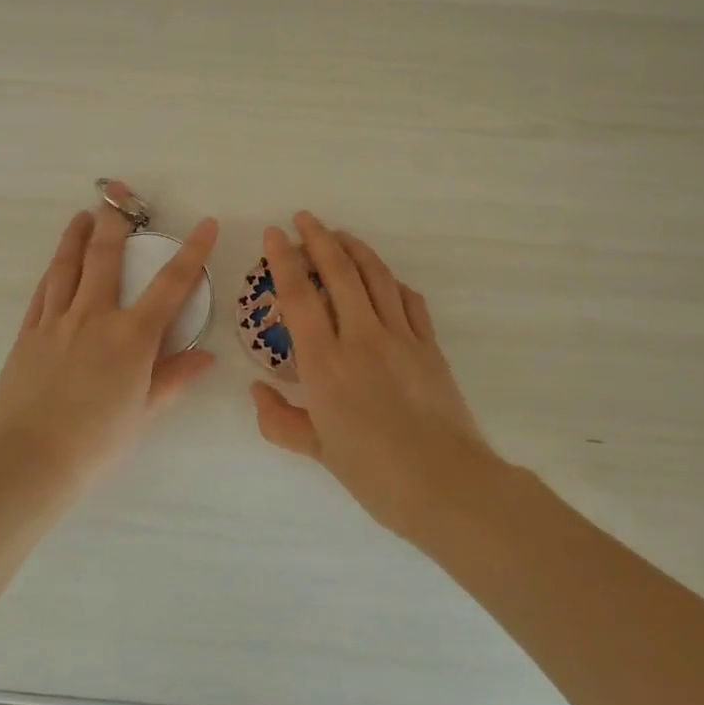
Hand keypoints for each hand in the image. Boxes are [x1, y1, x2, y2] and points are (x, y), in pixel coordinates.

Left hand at [0, 193, 217, 479]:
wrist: (25, 459)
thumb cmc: (94, 443)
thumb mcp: (143, 413)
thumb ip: (174, 379)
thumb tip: (206, 357)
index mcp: (131, 337)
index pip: (171, 285)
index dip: (192, 252)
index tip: (206, 224)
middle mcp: (94, 316)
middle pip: (106, 257)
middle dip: (116, 223)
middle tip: (118, 196)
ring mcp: (56, 321)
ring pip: (67, 266)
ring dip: (77, 237)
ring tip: (83, 216)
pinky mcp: (28, 333)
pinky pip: (42, 291)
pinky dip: (52, 271)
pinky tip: (56, 263)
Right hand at [250, 213, 500, 539]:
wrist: (447, 485)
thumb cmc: (374, 473)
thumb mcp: (317, 451)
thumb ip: (280, 421)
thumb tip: (257, 393)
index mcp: (326, 363)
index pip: (299, 296)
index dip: (284, 260)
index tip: (275, 234)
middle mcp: (361, 338)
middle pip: (339, 272)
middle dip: (319, 238)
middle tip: (305, 218)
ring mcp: (401, 338)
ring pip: (376, 277)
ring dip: (356, 249)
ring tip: (340, 234)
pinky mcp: (430, 346)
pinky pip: (410, 301)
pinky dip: (392, 281)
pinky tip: (385, 278)